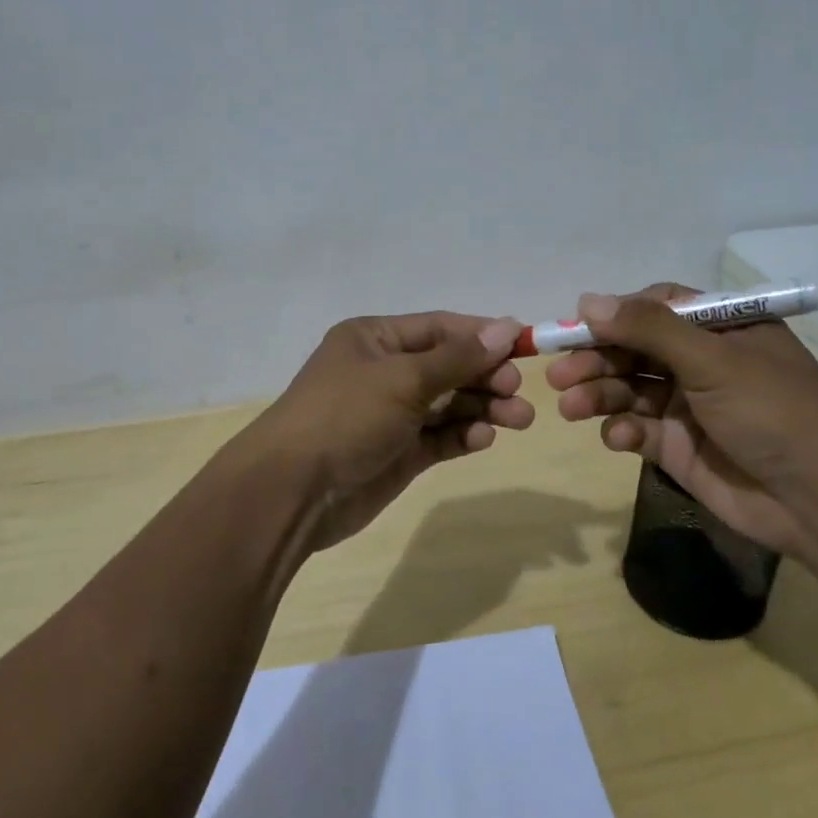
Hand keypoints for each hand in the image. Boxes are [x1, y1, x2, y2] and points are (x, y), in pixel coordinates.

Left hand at [248, 312, 534, 549]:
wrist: (294, 491)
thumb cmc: (346, 415)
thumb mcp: (403, 379)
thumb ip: (459, 357)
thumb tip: (508, 326)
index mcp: (375, 339)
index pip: (440, 328)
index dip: (482, 335)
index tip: (524, 346)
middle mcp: (384, 371)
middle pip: (448, 366)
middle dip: (486, 376)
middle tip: (517, 391)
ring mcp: (391, 414)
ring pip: (449, 404)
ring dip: (483, 408)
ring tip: (519, 419)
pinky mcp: (398, 452)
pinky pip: (440, 437)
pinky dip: (463, 435)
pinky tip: (482, 439)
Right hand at [545, 284, 817, 557]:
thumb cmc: (771, 412)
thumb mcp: (712, 359)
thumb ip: (648, 329)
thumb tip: (586, 300)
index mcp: (721, 329)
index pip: (656, 308)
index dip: (615, 315)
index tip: (576, 326)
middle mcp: (702, 362)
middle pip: (635, 350)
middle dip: (596, 360)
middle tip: (559, 375)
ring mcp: (689, 406)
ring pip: (629, 390)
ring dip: (598, 395)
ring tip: (571, 407)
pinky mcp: (679, 446)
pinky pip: (638, 429)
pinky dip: (622, 431)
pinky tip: (619, 439)